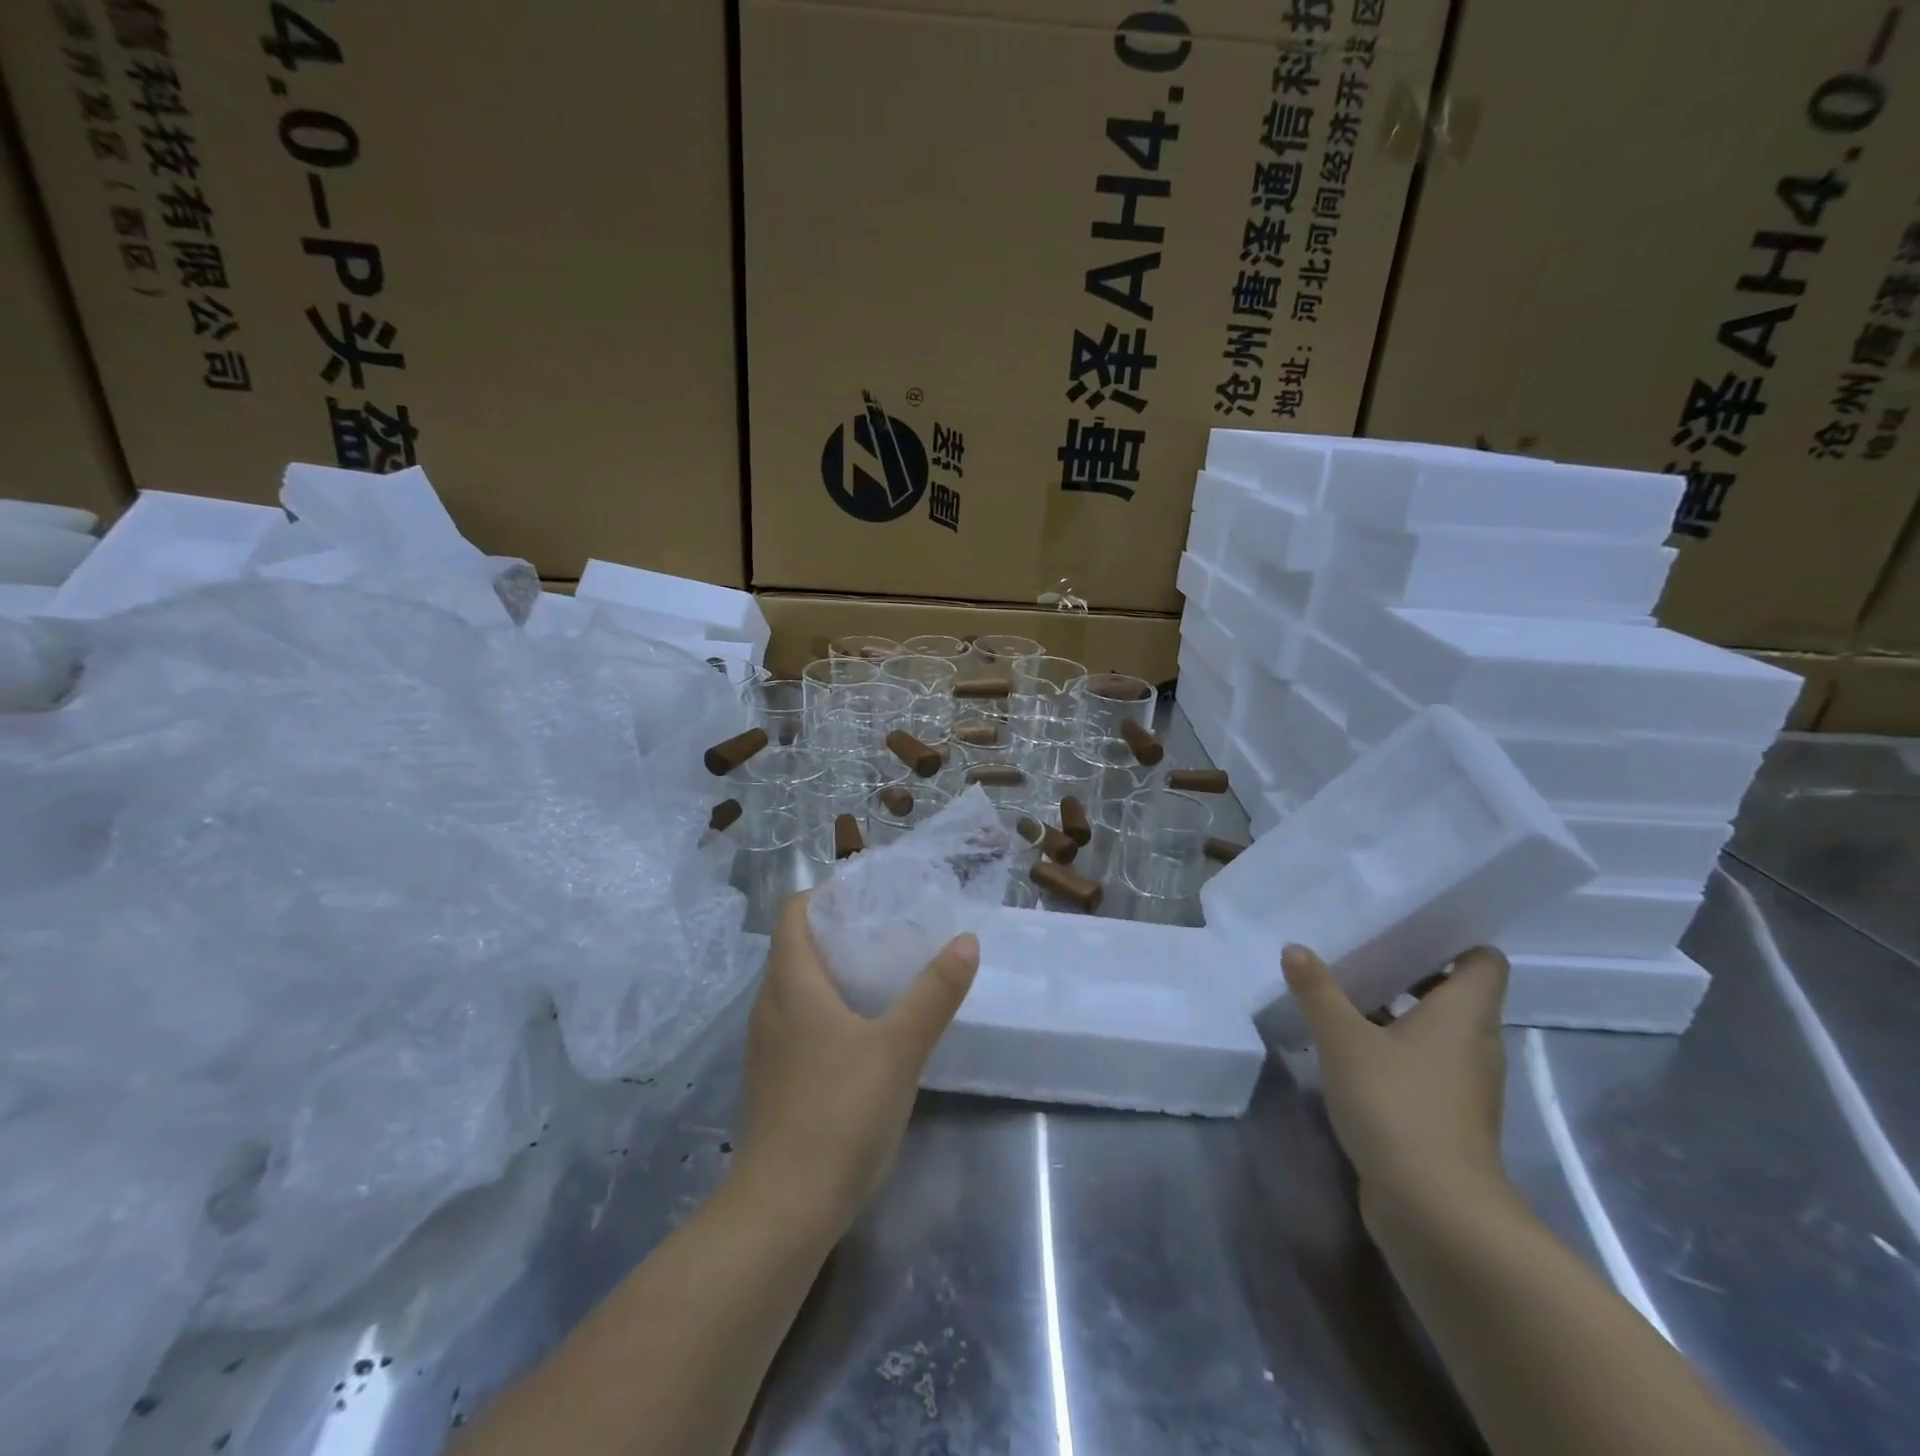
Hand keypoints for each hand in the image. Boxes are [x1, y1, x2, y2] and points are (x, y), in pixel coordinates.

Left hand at [733, 892, 978, 1238]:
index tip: (870, 896)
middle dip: (838, 930)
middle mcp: (769, 1006)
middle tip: (889, 930)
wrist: (783, 1210)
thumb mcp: (899, 1049)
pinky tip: (862, 1030)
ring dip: (832, 971)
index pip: (794, 912)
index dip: (827, 894)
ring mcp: (767, 1046)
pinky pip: (796, 1021)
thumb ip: (934, 993)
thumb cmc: (839, 1114)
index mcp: (791, 983)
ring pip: (795, 986)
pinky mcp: (773, 1079)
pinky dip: (825, 1008)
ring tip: (882, 973)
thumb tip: (965, 941)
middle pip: (795, 946)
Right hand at [1281, 943, 1512, 1222]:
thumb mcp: (1344, 1040)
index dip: (1452, 939)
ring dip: (1397, 1012)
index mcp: (1465, 1015)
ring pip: (1436, 1030)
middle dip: (1410, 971)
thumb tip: (1295, 948)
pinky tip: (1349, 1050)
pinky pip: (1424, 1065)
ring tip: (1345, 995)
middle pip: (1455, 992)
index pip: (1483, 960)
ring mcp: (1464, 1085)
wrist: (1436, 1212)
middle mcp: (1475, 1044)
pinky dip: (1395, 1050)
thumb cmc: (1398, 1106)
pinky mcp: (1446, 1117)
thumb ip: (1318, 991)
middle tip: (1360, 951)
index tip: (1406, 924)